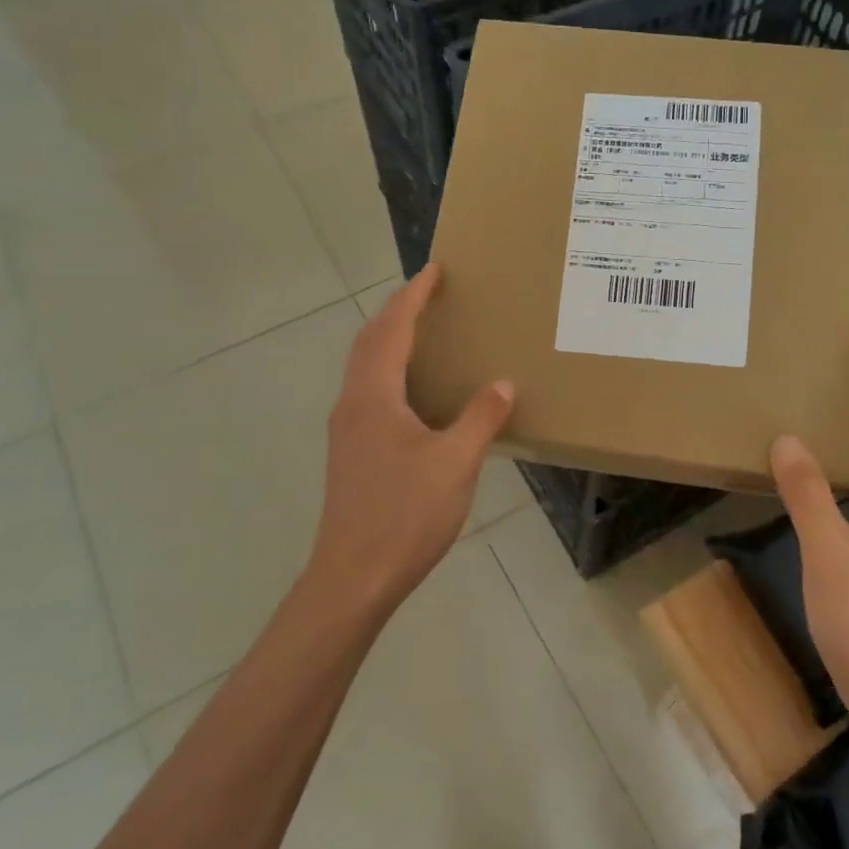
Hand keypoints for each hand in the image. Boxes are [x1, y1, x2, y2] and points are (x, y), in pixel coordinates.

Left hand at [308, 264, 514, 619]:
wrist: (354, 577)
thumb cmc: (404, 514)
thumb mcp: (455, 463)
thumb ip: (480, 418)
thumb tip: (502, 383)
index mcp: (373, 397)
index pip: (392, 330)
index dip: (413, 297)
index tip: (434, 270)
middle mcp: (352, 404)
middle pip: (370, 342)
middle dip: (398, 312)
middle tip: (430, 294)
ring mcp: (347, 430)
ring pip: (365, 368)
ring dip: (390, 340)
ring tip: (425, 333)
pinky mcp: (351, 452)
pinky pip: (370, 391)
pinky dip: (391, 371)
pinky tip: (417, 392)